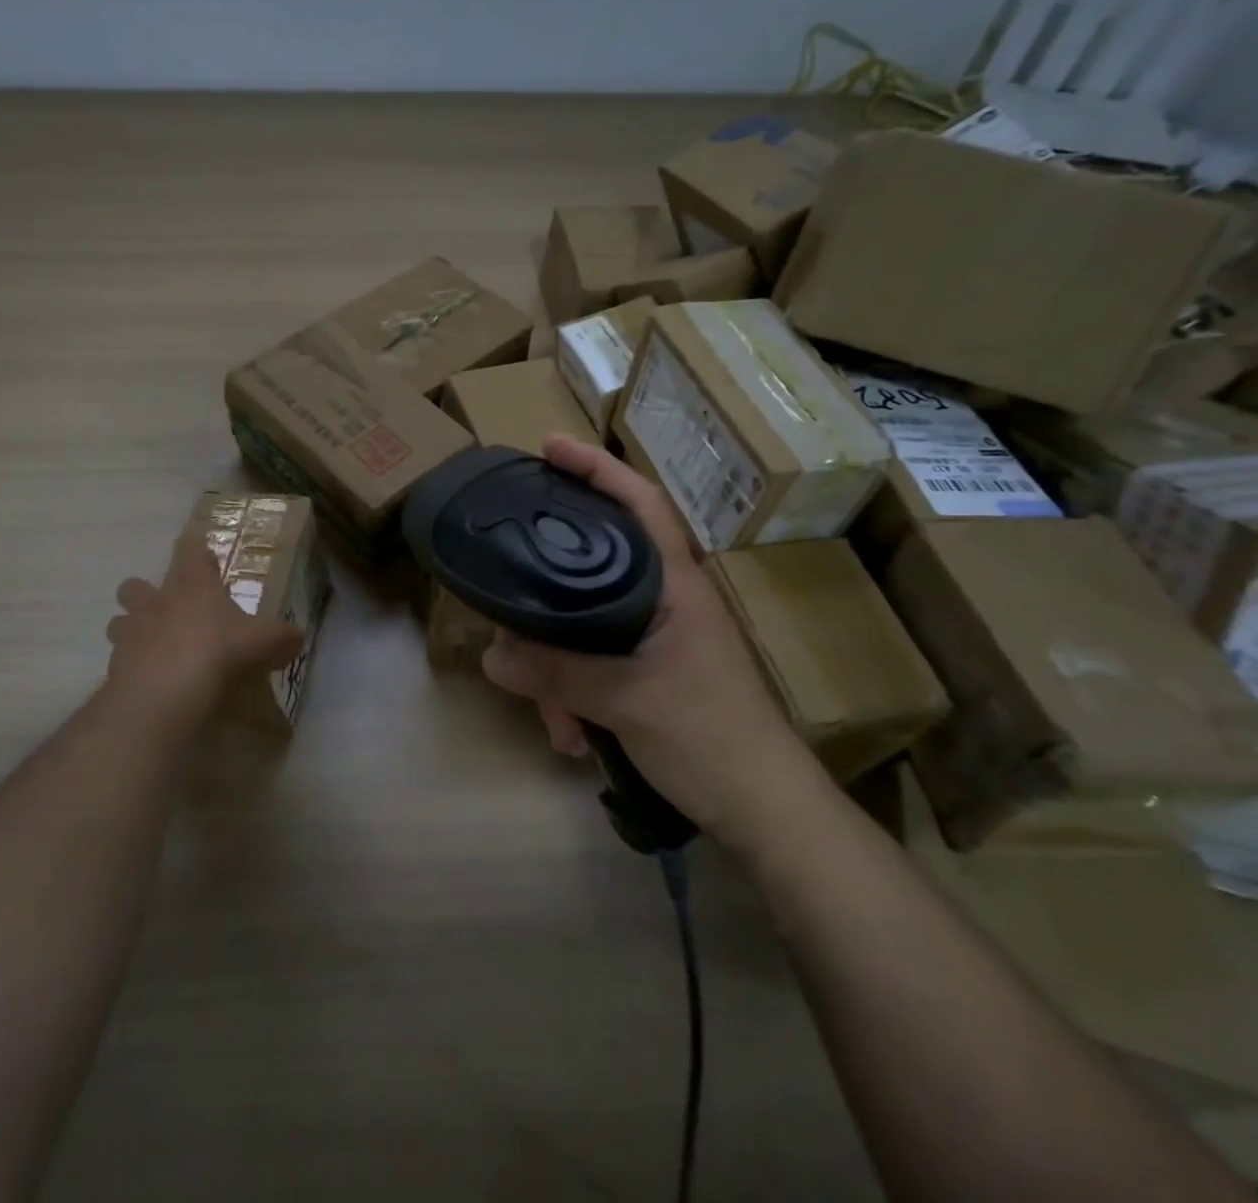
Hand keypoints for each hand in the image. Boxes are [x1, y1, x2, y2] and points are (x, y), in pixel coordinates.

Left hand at [105, 533, 306, 709]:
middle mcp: (156, 601)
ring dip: (132, 629)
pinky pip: (120, 659)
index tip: (202, 556)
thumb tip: (296, 638)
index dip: (194, 550)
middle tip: (168, 610)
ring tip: (154, 647)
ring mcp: (130, 632)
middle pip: (135, 584)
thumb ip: (282, 637)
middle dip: (145, 592)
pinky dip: (132, 667)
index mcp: (192, 584)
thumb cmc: (218, 650)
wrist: (165, 692)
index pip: (188, 550)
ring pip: (120, 621)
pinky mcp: (115, 666)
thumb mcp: (264, 642)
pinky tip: (151, 681)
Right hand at [481, 437, 802, 827]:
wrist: (764, 811)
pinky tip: (569, 735)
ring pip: (586, 624)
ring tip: (550, 716)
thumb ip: (557, 673)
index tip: (549, 447)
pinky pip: (593, 663)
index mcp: (674, 584)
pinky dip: (573, 694)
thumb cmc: (710, 737)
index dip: (597, 467)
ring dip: (558, 669)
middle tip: (506, 603)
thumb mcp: (626, 700)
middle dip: (548, 595)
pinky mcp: (647, 672)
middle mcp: (664, 600)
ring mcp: (655, 638)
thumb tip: (492, 655)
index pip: (640, 502)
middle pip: (593, 566)